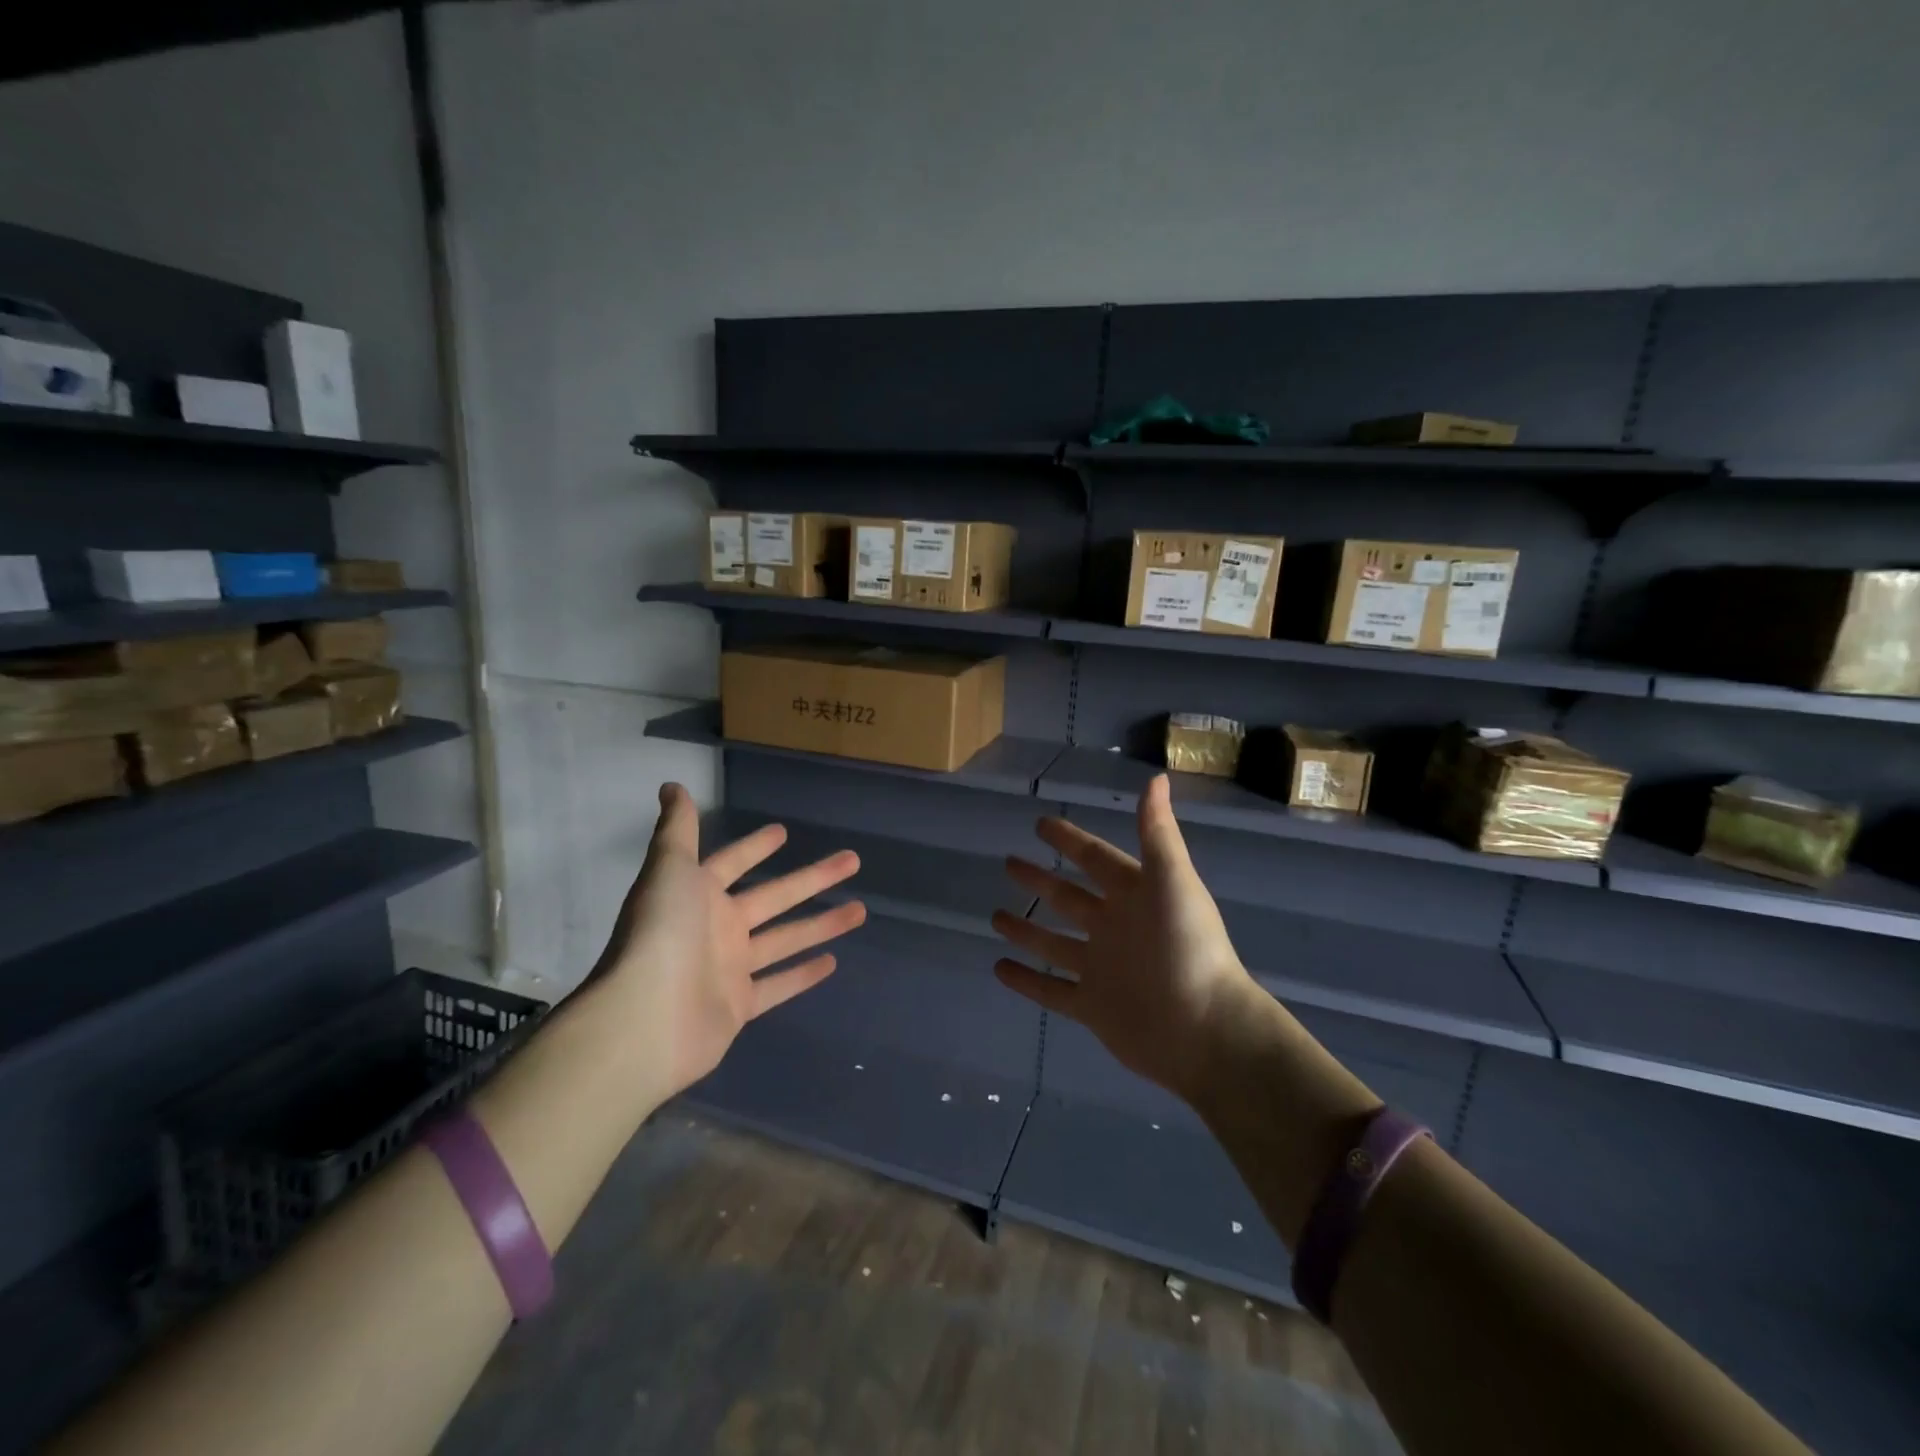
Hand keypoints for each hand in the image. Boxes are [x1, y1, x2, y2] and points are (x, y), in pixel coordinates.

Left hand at [593, 784, 865, 1101]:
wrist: (644, 1017)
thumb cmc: (661, 933)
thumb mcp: (669, 868)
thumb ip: (677, 829)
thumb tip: (672, 785)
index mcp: (699, 894)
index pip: (733, 862)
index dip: (756, 847)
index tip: (784, 832)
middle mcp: (716, 928)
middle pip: (775, 896)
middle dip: (813, 878)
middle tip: (852, 860)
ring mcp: (729, 969)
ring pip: (785, 939)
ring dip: (821, 924)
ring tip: (860, 910)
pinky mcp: (739, 1006)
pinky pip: (777, 985)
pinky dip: (802, 974)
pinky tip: (833, 961)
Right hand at [991, 774, 1261, 1102]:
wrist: (1204, 1030)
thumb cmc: (1188, 948)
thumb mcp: (1172, 881)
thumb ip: (1157, 833)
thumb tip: (1156, 777)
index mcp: (1136, 896)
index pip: (1096, 859)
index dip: (1070, 841)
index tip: (1040, 824)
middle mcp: (1116, 928)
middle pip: (1070, 898)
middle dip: (1041, 881)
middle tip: (1009, 863)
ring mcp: (1102, 969)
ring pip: (1055, 944)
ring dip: (1027, 931)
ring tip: (996, 916)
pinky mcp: (1092, 1007)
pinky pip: (1051, 990)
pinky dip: (1026, 981)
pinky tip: (998, 968)